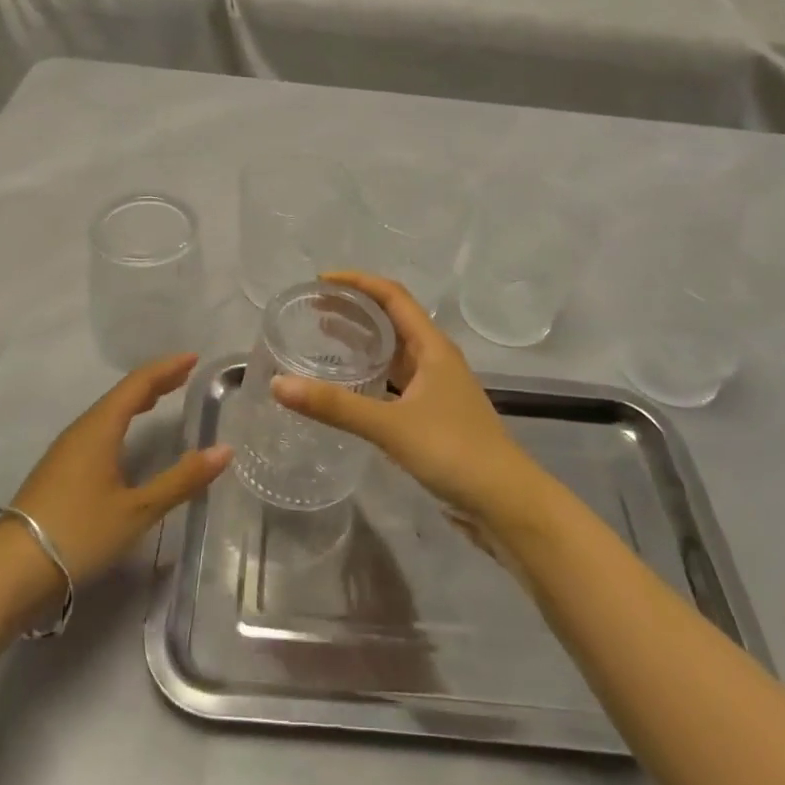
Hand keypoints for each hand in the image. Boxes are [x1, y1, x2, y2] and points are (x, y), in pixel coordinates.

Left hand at [3, 354, 230, 586]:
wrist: (9, 572)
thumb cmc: (78, 533)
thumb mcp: (137, 510)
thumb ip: (180, 480)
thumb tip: (224, 450)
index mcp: (100, 428)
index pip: (138, 385)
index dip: (166, 369)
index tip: (193, 358)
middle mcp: (81, 431)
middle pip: (121, 395)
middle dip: (154, 382)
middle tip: (184, 375)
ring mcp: (65, 452)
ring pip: (106, 413)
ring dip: (136, 401)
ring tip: (160, 398)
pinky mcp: (58, 473)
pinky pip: (97, 431)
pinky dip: (121, 422)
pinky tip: (124, 439)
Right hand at [270, 273, 550, 530]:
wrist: (506, 503)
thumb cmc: (454, 451)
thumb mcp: (391, 426)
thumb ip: (335, 406)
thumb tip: (279, 385)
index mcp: (432, 347)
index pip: (393, 296)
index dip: (358, 282)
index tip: (320, 281)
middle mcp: (435, 360)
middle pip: (392, 320)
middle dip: (355, 309)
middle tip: (314, 309)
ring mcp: (436, 389)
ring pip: (394, 353)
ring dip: (363, 342)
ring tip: (323, 339)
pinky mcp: (433, 417)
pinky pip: (395, 383)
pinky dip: (371, 376)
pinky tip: (349, 388)